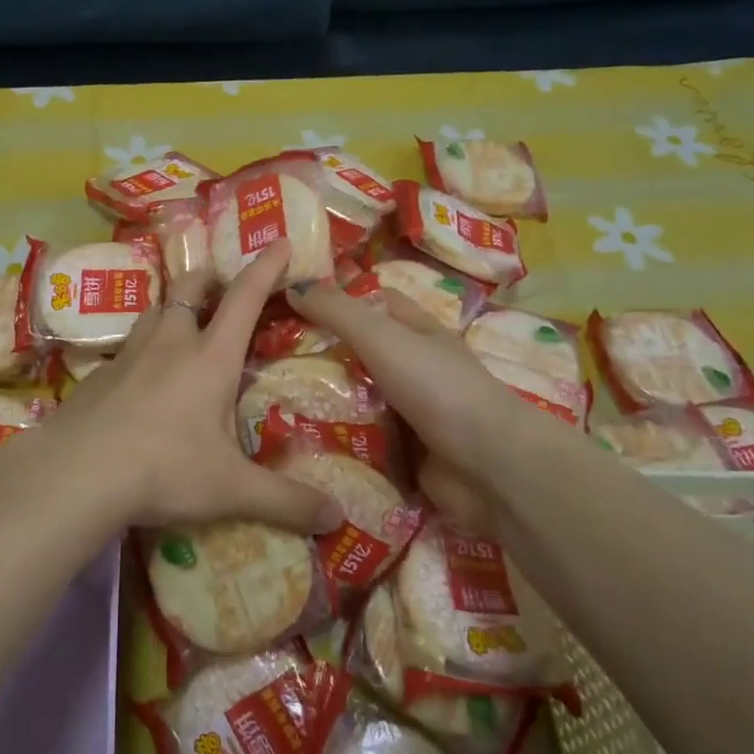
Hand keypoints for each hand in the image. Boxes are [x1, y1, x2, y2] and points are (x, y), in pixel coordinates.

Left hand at [43, 241, 342, 534]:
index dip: (266, 267)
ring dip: (171, 308)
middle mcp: (170, 343)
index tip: (279, 242)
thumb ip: (285, 500)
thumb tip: (337, 517)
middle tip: (217, 281)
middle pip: (190, 290)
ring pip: (154, 313)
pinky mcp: (98, 375)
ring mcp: (129, 355)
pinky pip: (126, 349)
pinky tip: (139, 377)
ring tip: (180, 322)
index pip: (245, 298)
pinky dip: (141, 349)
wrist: (77, 472)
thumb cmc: (164, 469)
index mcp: (211, 357)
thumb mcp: (231, 489)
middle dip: (208, 278)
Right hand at [286, 278, 577, 526]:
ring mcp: (409, 413)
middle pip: (358, 353)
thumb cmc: (437, 387)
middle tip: (264, 356)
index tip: (291, 303)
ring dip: (321, 400)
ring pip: (355, 398)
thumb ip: (337, 312)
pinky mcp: (402, 454)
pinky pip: (359, 440)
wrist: (489, 468)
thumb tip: (294, 285)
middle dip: (319, 354)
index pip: (373, 302)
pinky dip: (334, 440)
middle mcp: (414, 368)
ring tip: (267, 398)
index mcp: (417, 332)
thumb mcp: (382, 337)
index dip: (338, 298)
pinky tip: (294, 438)